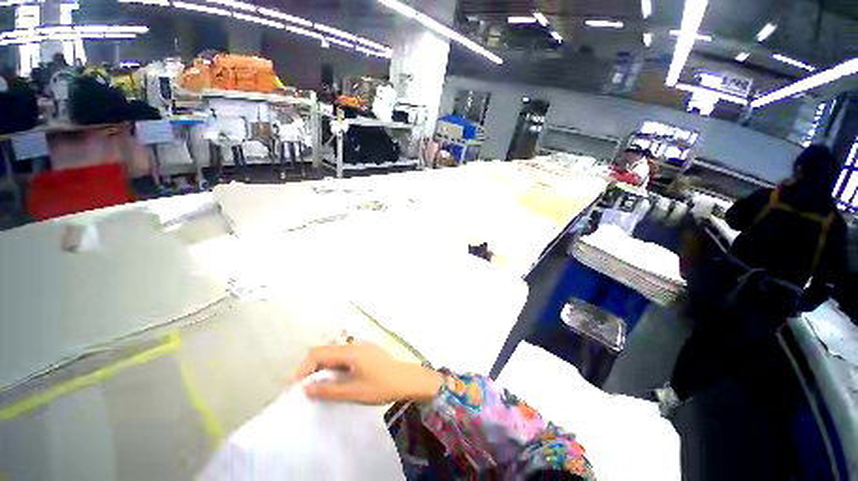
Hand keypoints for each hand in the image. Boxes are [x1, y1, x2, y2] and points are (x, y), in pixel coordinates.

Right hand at [294, 343, 442, 404]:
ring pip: (334, 352)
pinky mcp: (365, 351)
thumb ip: (328, 390)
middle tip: (307, 387)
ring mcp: (360, 346)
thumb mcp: (353, 392)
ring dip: (324, 366)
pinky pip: (344, 354)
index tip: (297, 386)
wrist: (406, 379)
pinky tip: (337, 378)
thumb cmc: (380, 386)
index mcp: (349, 351)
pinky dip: (335, 365)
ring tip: (320, 385)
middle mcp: (353, 345)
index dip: (304, 368)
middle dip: (312, 367)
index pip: (318, 353)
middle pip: (325, 350)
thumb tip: (305, 388)